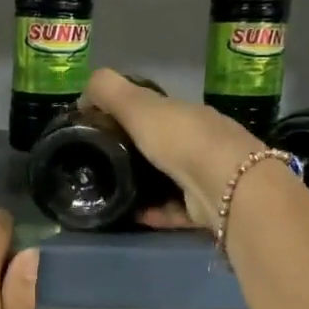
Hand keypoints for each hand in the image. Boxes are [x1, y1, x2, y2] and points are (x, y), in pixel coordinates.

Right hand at [82, 68, 263, 229]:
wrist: (225, 185)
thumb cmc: (180, 138)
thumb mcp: (138, 106)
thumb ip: (109, 92)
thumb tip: (83, 94)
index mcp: (185, 113)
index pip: (156, 110)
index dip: (129, 115)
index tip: (100, 128)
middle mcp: (199, 141)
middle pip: (164, 145)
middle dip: (138, 152)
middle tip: (102, 164)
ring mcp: (206, 175)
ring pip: (171, 179)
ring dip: (145, 186)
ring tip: (113, 192)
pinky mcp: (207, 208)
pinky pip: (175, 210)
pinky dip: (156, 212)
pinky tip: (134, 215)